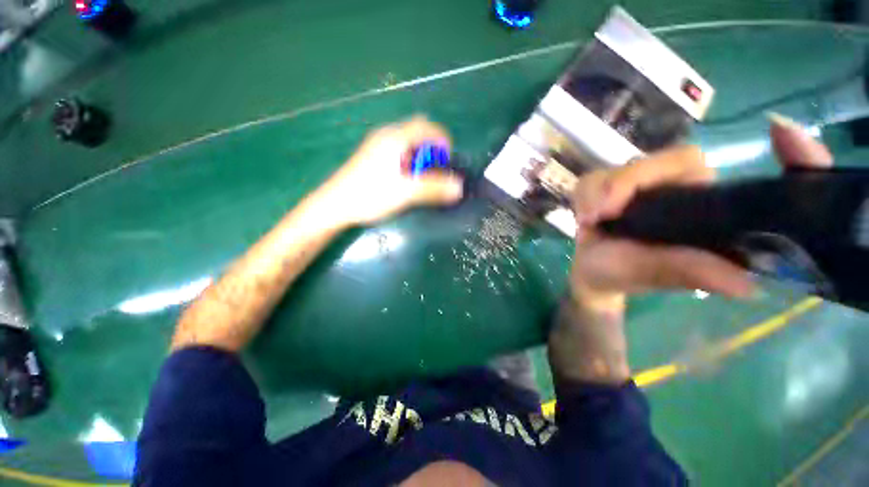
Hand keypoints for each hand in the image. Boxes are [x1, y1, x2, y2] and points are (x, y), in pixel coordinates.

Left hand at [321, 116, 463, 226]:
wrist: (335, 205)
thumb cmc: (370, 195)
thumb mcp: (405, 193)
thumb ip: (433, 189)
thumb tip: (459, 188)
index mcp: (395, 138)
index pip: (427, 126)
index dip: (442, 140)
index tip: (448, 161)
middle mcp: (386, 135)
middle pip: (418, 132)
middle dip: (431, 150)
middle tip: (434, 171)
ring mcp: (377, 145)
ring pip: (407, 143)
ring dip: (420, 157)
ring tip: (420, 178)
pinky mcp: (372, 156)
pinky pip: (398, 151)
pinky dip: (409, 160)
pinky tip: (405, 179)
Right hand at [568, 114, 833, 308]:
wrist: (592, 274)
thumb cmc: (626, 277)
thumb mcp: (657, 275)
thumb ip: (690, 271)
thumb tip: (745, 284)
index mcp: (701, 206)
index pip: (703, 167)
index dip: (712, 156)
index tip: (772, 132)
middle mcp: (674, 188)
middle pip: (656, 161)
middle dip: (623, 184)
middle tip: (600, 215)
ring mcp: (638, 186)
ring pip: (617, 168)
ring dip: (596, 192)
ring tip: (589, 222)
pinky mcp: (607, 187)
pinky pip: (592, 178)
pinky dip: (583, 196)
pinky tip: (583, 218)